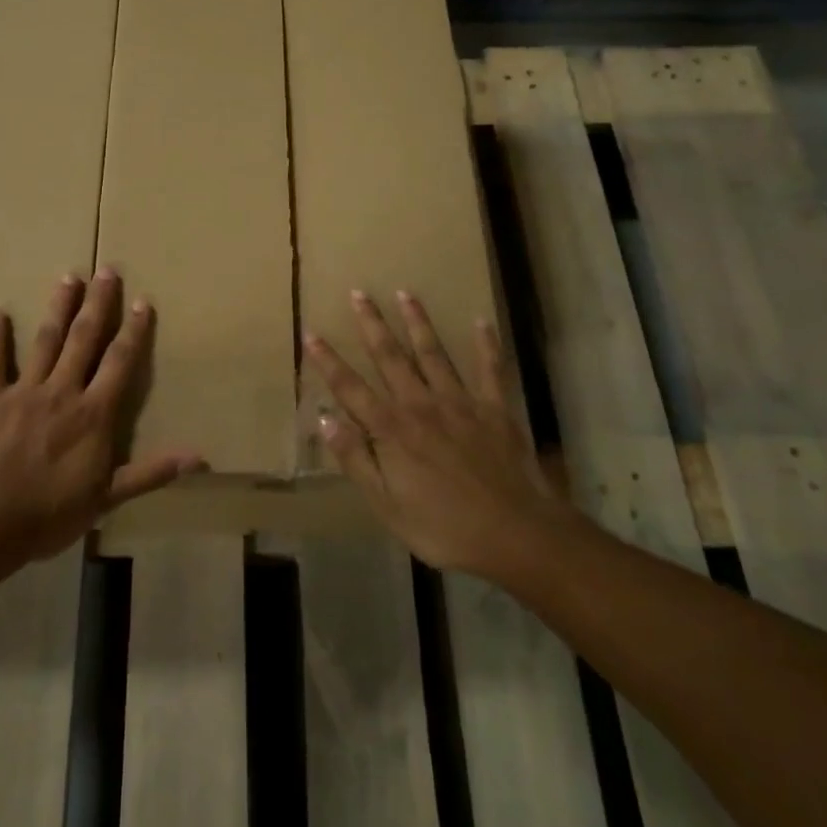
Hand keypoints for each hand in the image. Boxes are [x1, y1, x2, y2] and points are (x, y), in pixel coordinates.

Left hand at [0, 269, 203, 570]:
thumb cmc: (51, 514)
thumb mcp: (108, 497)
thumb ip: (151, 472)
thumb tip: (200, 458)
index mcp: (93, 414)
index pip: (119, 362)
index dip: (133, 331)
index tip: (142, 301)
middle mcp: (62, 391)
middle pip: (84, 339)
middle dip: (98, 303)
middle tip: (106, 270)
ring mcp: (23, 391)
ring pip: (46, 340)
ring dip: (59, 307)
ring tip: (69, 276)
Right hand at [305, 289, 567, 581]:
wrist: (515, 534)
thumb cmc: (443, 527)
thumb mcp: (386, 504)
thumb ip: (356, 459)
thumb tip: (324, 420)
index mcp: (392, 430)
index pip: (350, 388)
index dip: (328, 361)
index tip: (311, 333)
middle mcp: (421, 405)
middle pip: (391, 358)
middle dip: (372, 324)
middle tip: (359, 293)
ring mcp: (461, 402)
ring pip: (433, 353)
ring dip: (418, 322)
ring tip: (405, 292)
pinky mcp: (495, 408)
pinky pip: (490, 369)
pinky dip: (486, 344)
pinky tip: (481, 321)